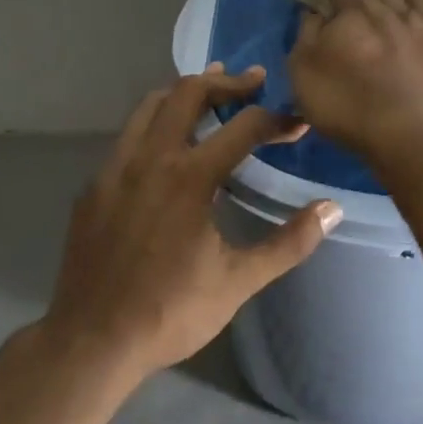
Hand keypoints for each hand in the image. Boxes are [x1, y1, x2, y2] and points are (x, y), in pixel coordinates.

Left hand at [44, 64, 342, 377]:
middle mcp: (150, 158)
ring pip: (150, 105)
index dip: (277, 120)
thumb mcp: (239, 281)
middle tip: (253, 82)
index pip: (244, 127)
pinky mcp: (94, 186)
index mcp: (190, 177)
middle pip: (188, 92)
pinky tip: (168, 150)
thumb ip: (289, 242)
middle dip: (226, 82)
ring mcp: (115, 169)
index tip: (298, 124)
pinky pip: (128, 136)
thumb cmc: (170, 312)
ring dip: (185, 92)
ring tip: (211, 93)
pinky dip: (155, 125)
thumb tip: (332, 209)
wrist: (91, 342)